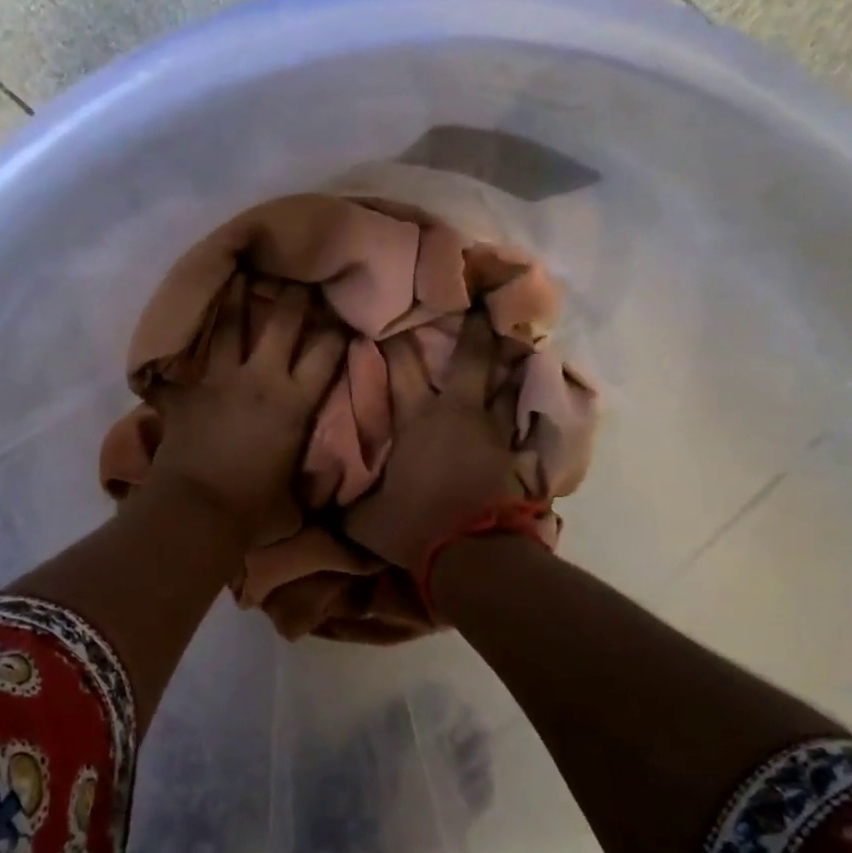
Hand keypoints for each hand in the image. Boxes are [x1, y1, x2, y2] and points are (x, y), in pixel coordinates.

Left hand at [147, 278, 346, 540]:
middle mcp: (261, 379)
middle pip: (282, 323)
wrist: (200, 510)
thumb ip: (305, 467)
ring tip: (238, 272)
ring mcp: (220, 379)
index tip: (343, 317)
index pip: (326, 354)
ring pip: (229, 325)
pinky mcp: (187, 391)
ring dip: (235, 298)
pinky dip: (181, 346)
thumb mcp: (294, 487)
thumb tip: (322, 481)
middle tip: (298, 274)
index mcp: (295, 403)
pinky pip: (184, 359)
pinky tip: (180, 327)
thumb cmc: (255, 507)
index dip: (338, 332)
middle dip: (294, 296)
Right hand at [344, 309, 527, 569]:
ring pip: (505, 383)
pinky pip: (521, 421)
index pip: (402, 369)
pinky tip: (534, 392)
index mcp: (417, 420)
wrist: (471, 554)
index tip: (391, 318)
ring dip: (508, 360)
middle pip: (470, 359)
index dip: (395, 342)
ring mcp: (493, 431)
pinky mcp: (516, 454)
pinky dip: (524, 405)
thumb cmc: (413, 526)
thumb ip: (345, 500)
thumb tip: (317, 497)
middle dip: (473, 328)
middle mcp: (458, 413)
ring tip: (518, 334)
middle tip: (480, 299)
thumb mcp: (362, 518)